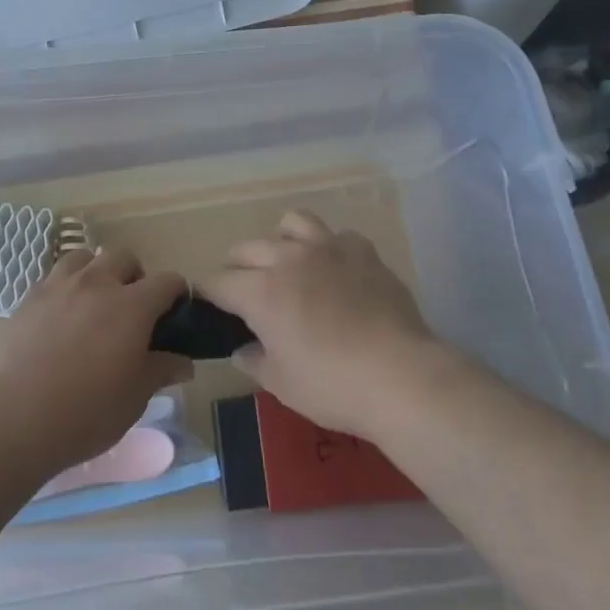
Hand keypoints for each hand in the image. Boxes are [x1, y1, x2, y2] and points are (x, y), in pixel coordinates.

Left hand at [0, 247, 192, 471]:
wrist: (20, 415)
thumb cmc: (88, 410)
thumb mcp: (135, 397)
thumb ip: (162, 370)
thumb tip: (184, 362)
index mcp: (133, 305)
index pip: (167, 281)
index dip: (177, 292)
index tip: (176, 309)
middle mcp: (99, 283)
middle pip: (124, 256)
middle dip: (134, 275)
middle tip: (132, 307)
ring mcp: (61, 285)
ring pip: (86, 257)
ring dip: (97, 272)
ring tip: (94, 301)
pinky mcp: (31, 296)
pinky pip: (55, 276)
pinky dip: (66, 286)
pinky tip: (62, 313)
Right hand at [200, 210, 440, 437]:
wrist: (401, 376)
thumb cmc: (333, 386)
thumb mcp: (282, 385)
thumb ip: (254, 361)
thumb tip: (242, 349)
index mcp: (260, 291)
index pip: (218, 282)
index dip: (207, 294)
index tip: (208, 306)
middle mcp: (287, 258)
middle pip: (247, 248)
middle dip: (239, 269)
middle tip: (248, 296)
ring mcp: (327, 247)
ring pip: (291, 223)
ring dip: (281, 241)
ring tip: (290, 265)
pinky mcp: (362, 249)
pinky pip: (336, 236)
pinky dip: (329, 249)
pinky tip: (337, 272)